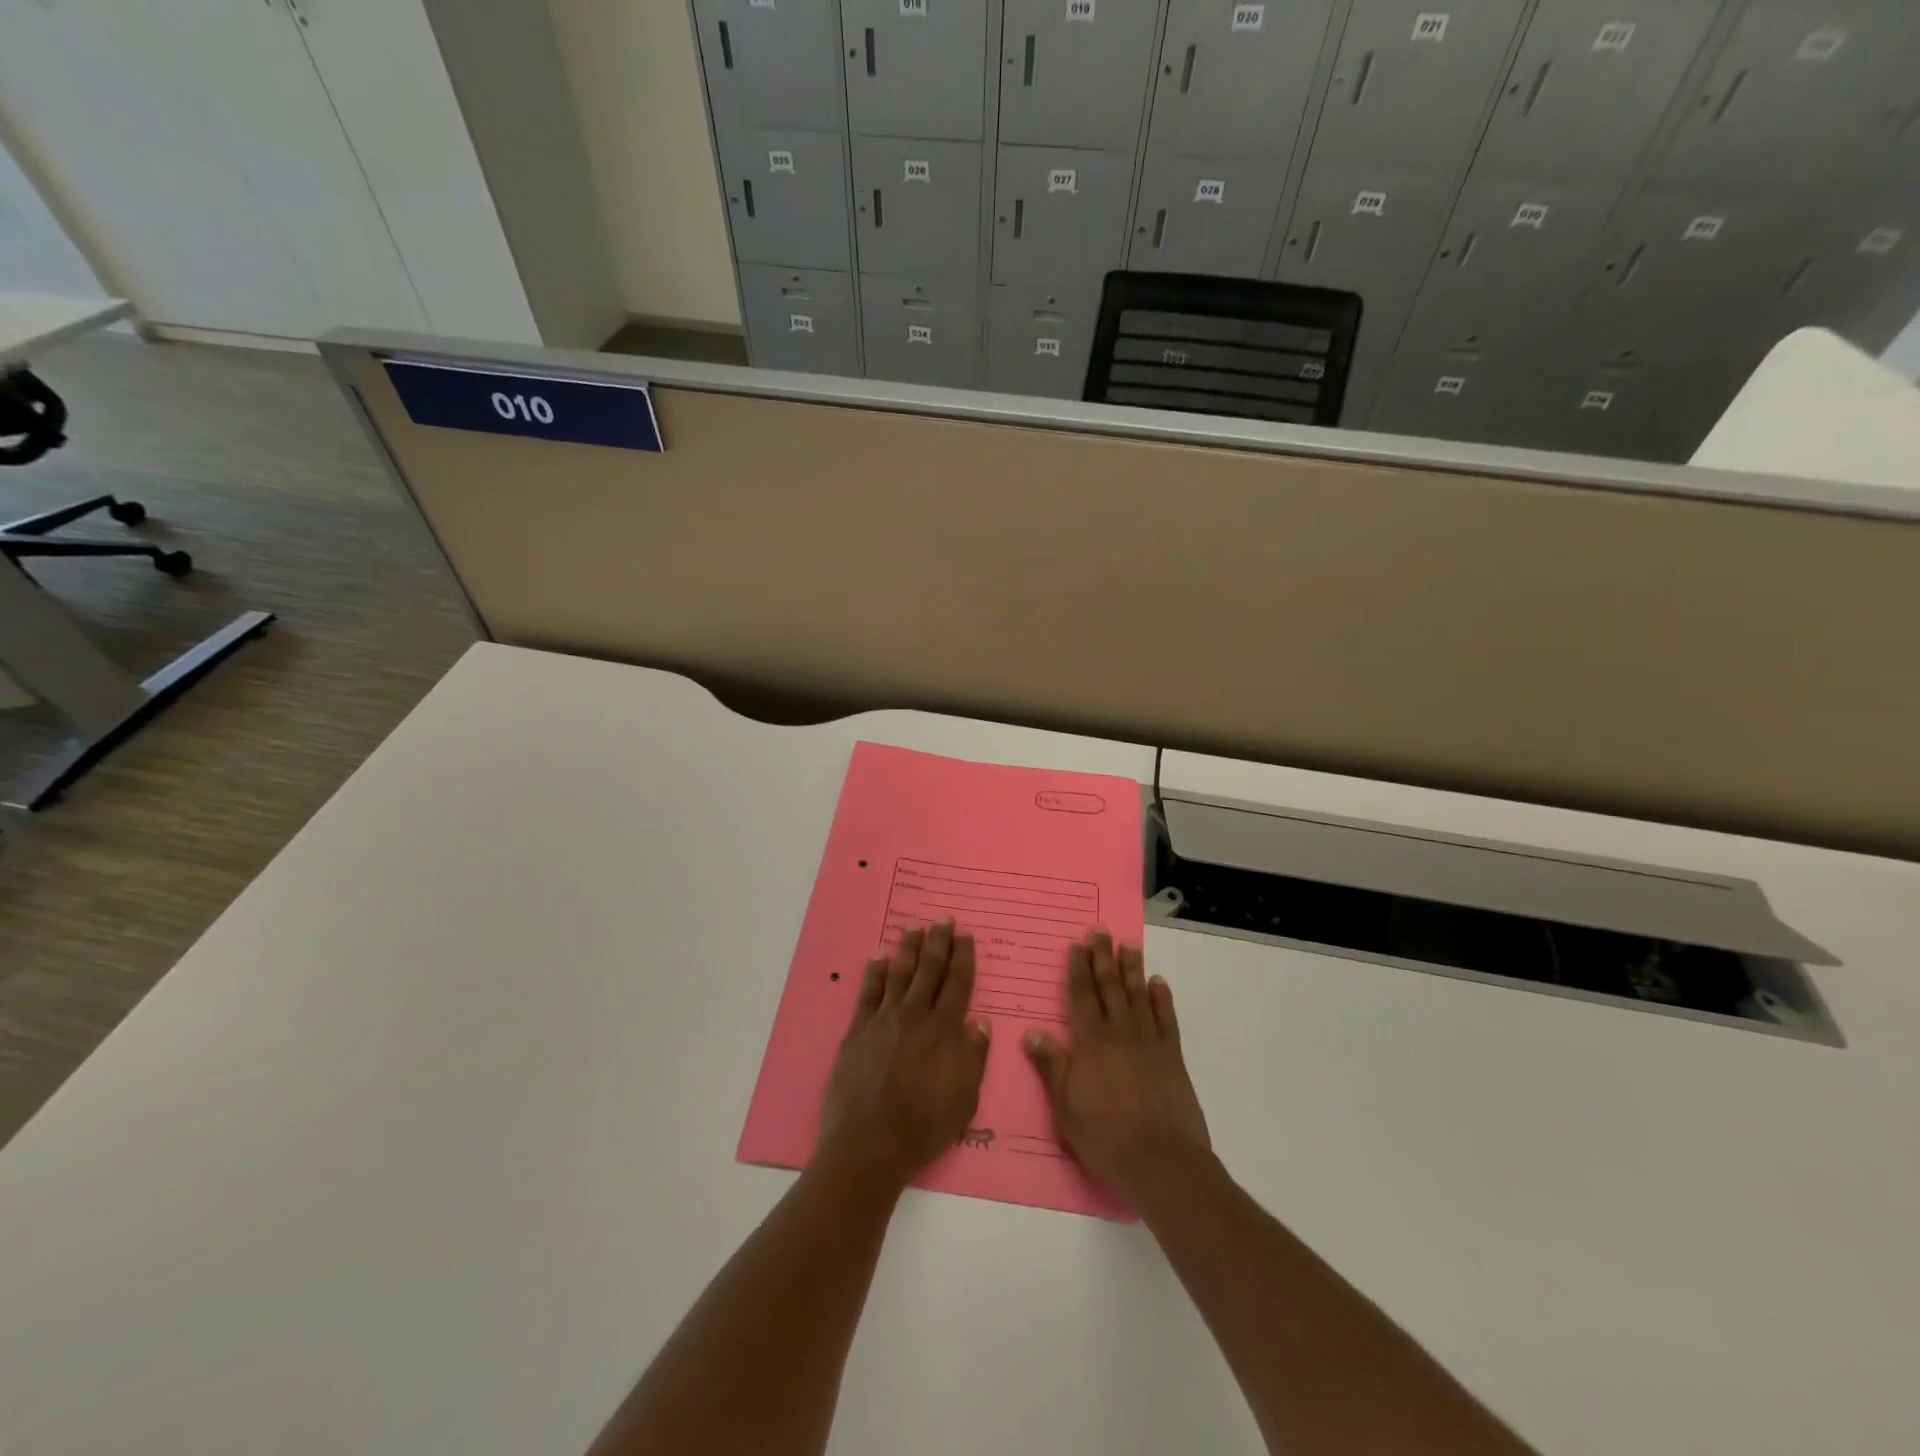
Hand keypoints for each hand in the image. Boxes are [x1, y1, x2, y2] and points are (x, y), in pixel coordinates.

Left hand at [819, 922, 991, 1188]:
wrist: (868, 1145)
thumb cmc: (924, 1127)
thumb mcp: (965, 1099)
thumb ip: (974, 1057)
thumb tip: (981, 1022)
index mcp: (945, 1030)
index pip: (958, 983)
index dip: (963, 957)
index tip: (966, 936)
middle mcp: (915, 1015)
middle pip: (929, 969)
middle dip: (938, 941)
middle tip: (943, 918)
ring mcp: (883, 1020)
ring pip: (900, 973)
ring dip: (908, 948)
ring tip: (914, 926)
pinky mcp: (858, 1030)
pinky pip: (868, 991)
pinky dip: (875, 971)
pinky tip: (879, 955)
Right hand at [1025, 931, 1210, 1207]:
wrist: (1161, 1162)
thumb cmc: (1105, 1137)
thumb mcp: (1065, 1107)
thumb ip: (1051, 1066)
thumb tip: (1032, 1033)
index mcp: (1091, 1043)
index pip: (1081, 996)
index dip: (1078, 969)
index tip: (1077, 945)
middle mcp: (1120, 1033)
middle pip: (1109, 987)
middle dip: (1103, 957)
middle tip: (1101, 931)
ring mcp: (1149, 1043)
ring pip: (1138, 995)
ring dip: (1132, 969)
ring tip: (1128, 945)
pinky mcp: (1172, 1057)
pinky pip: (1166, 1018)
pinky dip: (1162, 998)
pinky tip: (1158, 982)